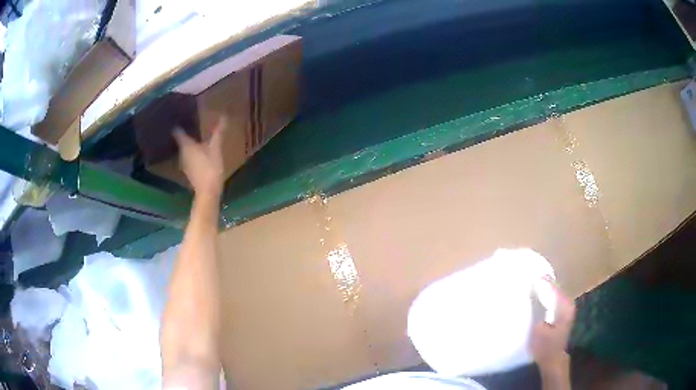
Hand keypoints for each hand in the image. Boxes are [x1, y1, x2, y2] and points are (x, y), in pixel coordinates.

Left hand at [173, 118, 226, 196]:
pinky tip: (199, 153)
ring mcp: (185, 163)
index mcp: (187, 145)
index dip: (178, 125)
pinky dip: (192, 153)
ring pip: (185, 149)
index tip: (180, 117)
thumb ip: (218, 133)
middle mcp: (182, 153)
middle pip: (181, 140)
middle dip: (185, 133)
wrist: (208, 192)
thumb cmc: (210, 168)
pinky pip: (189, 158)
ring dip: (189, 144)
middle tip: (191, 124)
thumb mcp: (216, 149)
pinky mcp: (189, 171)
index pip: (178, 132)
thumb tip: (224, 116)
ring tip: (196, 137)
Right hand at [529, 278, 575, 371]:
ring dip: (547, 291)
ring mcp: (567, 310)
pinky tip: (540, 298)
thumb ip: (537, 307)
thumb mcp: (538, 327)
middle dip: (546, 284)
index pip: (555, 288)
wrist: (552, 360)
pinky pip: (556, 300)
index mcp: (565, 306)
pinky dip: (548, 298)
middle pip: (557, 289)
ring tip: (534, 286)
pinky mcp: (563, 315)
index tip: (533, 275)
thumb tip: (533, 289)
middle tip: (532, 279)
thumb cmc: (545, 345)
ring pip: (556, 294)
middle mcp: (569, 304)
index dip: (544, 281)